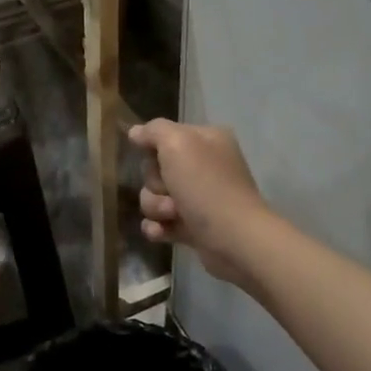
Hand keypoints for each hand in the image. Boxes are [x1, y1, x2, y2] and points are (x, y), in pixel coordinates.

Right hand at [129, 120, 269, 286]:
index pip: (164, 135)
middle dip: (155, 183)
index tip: (154, 158)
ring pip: (154, 197)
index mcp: (205, 140)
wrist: (234, 239)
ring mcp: (198, 198)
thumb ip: (154, 131)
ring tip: (173, 215)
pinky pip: (160, 222)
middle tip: (171, 191)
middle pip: (155, 168)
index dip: (153, 148)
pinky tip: (163, 232)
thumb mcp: (178, 143)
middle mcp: (204, 165)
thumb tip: (135, 132)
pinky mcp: (192, 226)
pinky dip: (158, 227)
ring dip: (156, 207)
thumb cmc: (206, 185)